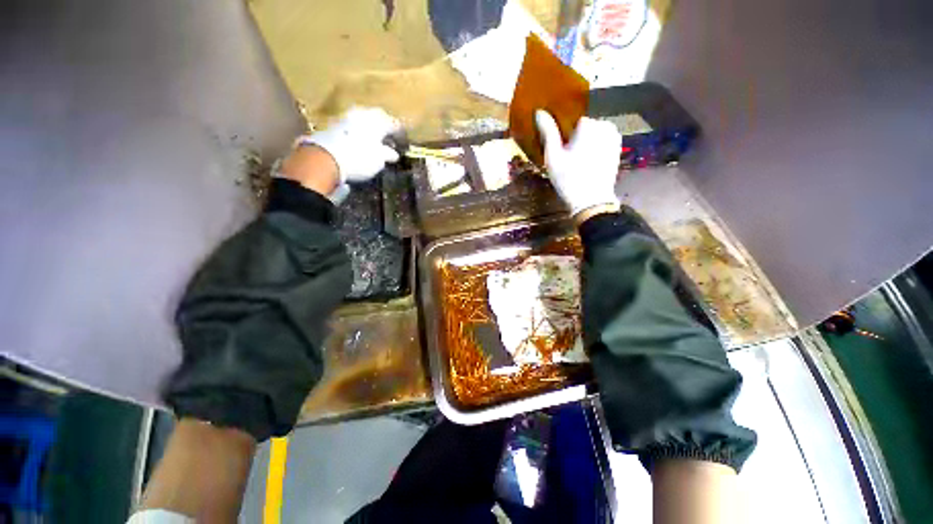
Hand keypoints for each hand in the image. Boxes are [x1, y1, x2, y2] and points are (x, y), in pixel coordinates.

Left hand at [299, 107, 400, 194]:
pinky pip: (352, 125)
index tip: (404, 140)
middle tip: (389, 137)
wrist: (326, 157)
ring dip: (370, 128)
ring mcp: (347, 116)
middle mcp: (363, 113)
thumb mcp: (379, 160)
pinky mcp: (334, 124)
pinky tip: (360, 140)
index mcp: (378, 120)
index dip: (400, 133)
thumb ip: (387, 154)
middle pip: (377, 117)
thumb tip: (393, 153)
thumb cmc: (360, 158)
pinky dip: (359, 131)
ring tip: (375, 139)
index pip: (394, 124)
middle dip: (384, 126)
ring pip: (364, 119)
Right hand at [535, 110, 621, 216]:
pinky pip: (601, 144)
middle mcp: (606, 126)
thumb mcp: (553, 156)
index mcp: (589, 125)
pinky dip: (594, 150)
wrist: (591, 201)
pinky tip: (587, 165)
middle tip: (568, 161)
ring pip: (593, 136)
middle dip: (576, 140)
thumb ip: (548, 132)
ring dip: (585, 145)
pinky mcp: (617, 150)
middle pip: (584, 128)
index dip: (564, 137)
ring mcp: (614, 138)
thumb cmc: (569, 178)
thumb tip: (539, 111)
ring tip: (577, 164)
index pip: (572, 122)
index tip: (560, 152)